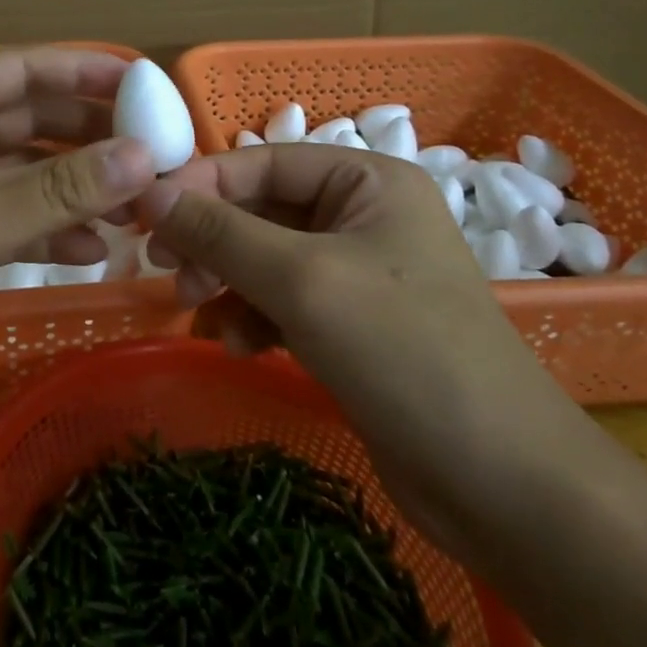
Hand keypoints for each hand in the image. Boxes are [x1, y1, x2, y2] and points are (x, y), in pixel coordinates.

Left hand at [0, 47, 156, 413]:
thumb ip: (61, 189)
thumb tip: (145, 156)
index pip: (26, 69)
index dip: (87, 70)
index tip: (147, 83)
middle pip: (33, 119)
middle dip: (90, 136)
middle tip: (154, 153)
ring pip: (26, 174)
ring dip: (76, 188)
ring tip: (135, 208)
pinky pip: (11, 220)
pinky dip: (48, 231)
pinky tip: (92, 251)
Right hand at [136, 145, 594, 552]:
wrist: (502, 485)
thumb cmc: (404, 352)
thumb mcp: (301, 280)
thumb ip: (220, 232)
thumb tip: (148, 193)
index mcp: (367, 181)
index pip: (263, 161)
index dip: (201, 183)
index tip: (144, 215)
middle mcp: (363, 215)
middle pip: (261, 209)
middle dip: (212, 240)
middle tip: (165, 270)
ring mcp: (358, 271)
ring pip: (264, 257)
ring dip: (226, 281)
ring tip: (198, 312)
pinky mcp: (351, 323)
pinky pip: (282, 299)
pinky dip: (253, 316)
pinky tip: (242, 346)